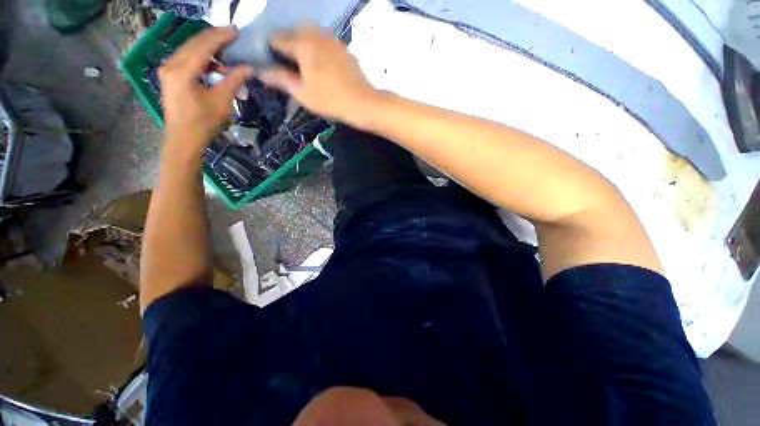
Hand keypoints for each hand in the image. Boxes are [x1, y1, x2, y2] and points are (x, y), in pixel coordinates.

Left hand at [159, 26, 252, 155]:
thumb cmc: (203, 123)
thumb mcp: (222, 102)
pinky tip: (213, 64)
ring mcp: (168, 70)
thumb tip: (248, 68)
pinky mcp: (170, 77)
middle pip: (194, 44)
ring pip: (189, 50)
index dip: (221, 37)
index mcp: (182, 70)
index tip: (236, 31)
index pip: (204, 46)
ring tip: (225, 48)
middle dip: (213, 38)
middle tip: (232, 34)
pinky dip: (201, 58)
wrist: (183, 140)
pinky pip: (186, 60)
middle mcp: (171, 65)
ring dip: (208, 48)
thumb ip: (234, 81)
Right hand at [259, 26, 377, 121]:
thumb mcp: (302, 93)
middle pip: (294, 32)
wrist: (362, 103)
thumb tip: (260, 71)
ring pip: (311, 34)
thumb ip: (280, 79)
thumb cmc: (330, 100)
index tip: (270, 64)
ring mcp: (333, 40)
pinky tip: (322, 65)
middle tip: (289, 65)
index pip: (277, 39)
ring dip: (303, 44)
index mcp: (302, 44)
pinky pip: (325, 42)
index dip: (270, 51)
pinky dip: (318, 48)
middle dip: (287, 45)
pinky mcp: (344, 49)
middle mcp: (317, 35)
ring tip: (305, 66)